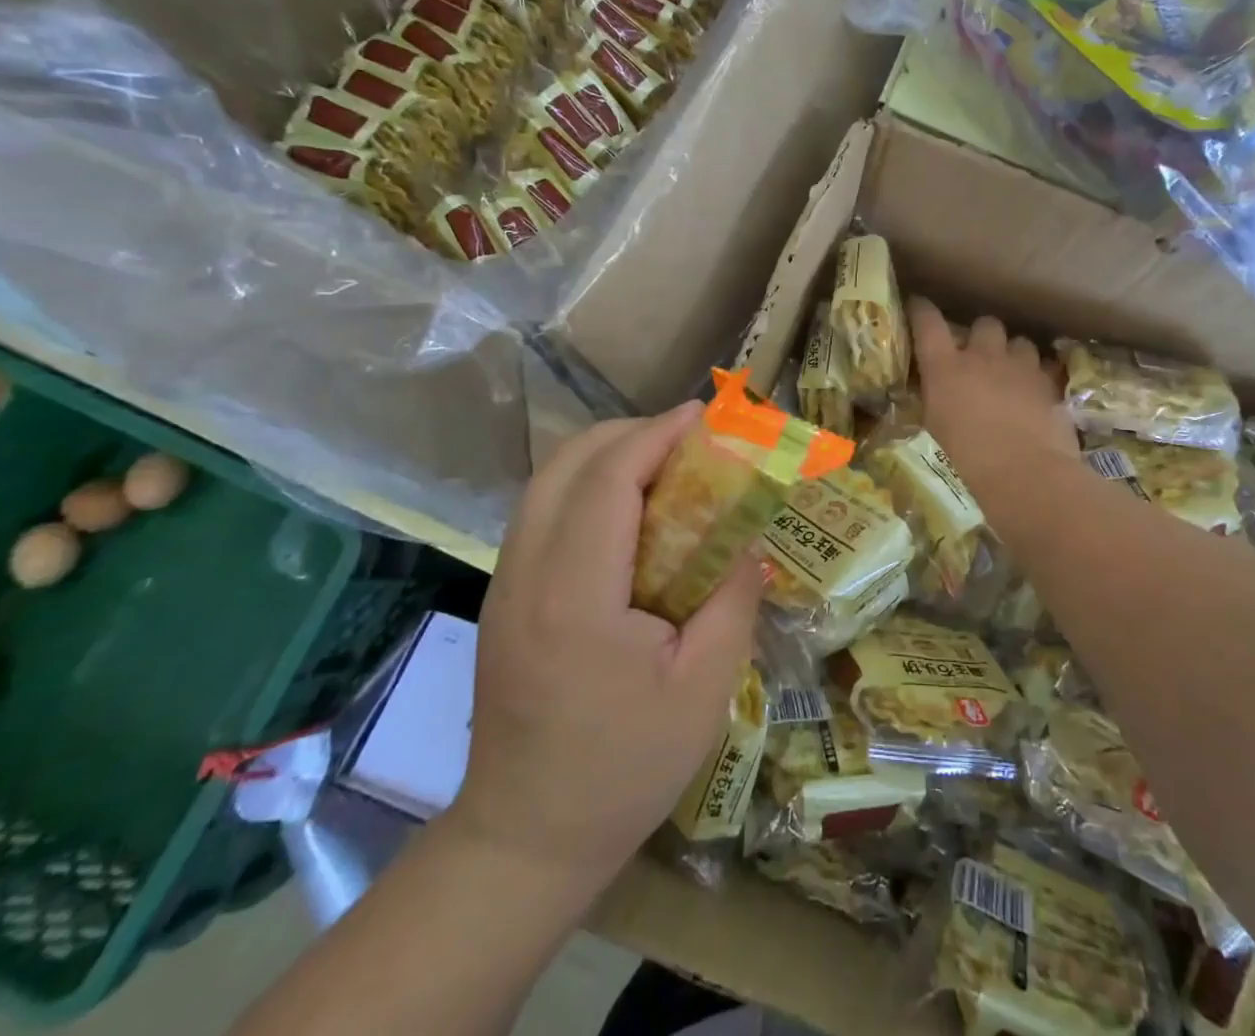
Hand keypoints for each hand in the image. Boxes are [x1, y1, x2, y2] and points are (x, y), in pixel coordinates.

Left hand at [448, 404, 763, 898]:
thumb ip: (733, 599)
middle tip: (688, 440)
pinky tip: (628, 511)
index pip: (608, 479)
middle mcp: (526, 574)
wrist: (524, 840)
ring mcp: (504, 584)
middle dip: (630, 432)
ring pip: (547, 481)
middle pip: (567, 463)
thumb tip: (749, 539)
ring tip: (664, 465)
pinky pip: (542, 510)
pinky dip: (586, 485)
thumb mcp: (705, 689)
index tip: (704, 415)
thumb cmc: (623, 769)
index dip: (656, 434)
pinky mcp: (504, 597)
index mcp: (575, 596)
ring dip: (606, 455)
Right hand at [909, 298, 1077, 490]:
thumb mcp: (937, 425)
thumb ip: (937, 397)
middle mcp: (982, 355)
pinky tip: (1036, 391)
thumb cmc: (968, 457)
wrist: (1024, 471)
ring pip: (1019, 341)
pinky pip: (1044, 365)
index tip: (918, 306)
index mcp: (945, 366)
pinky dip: (1038, 374)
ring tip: (1012, 373)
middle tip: (980, 356)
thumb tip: (938, 389)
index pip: (927, 322)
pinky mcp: (1048, 381)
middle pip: (984, 323)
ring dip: (1013, 353)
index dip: (921, 310)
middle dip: (982, 336)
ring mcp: (1019, 365)